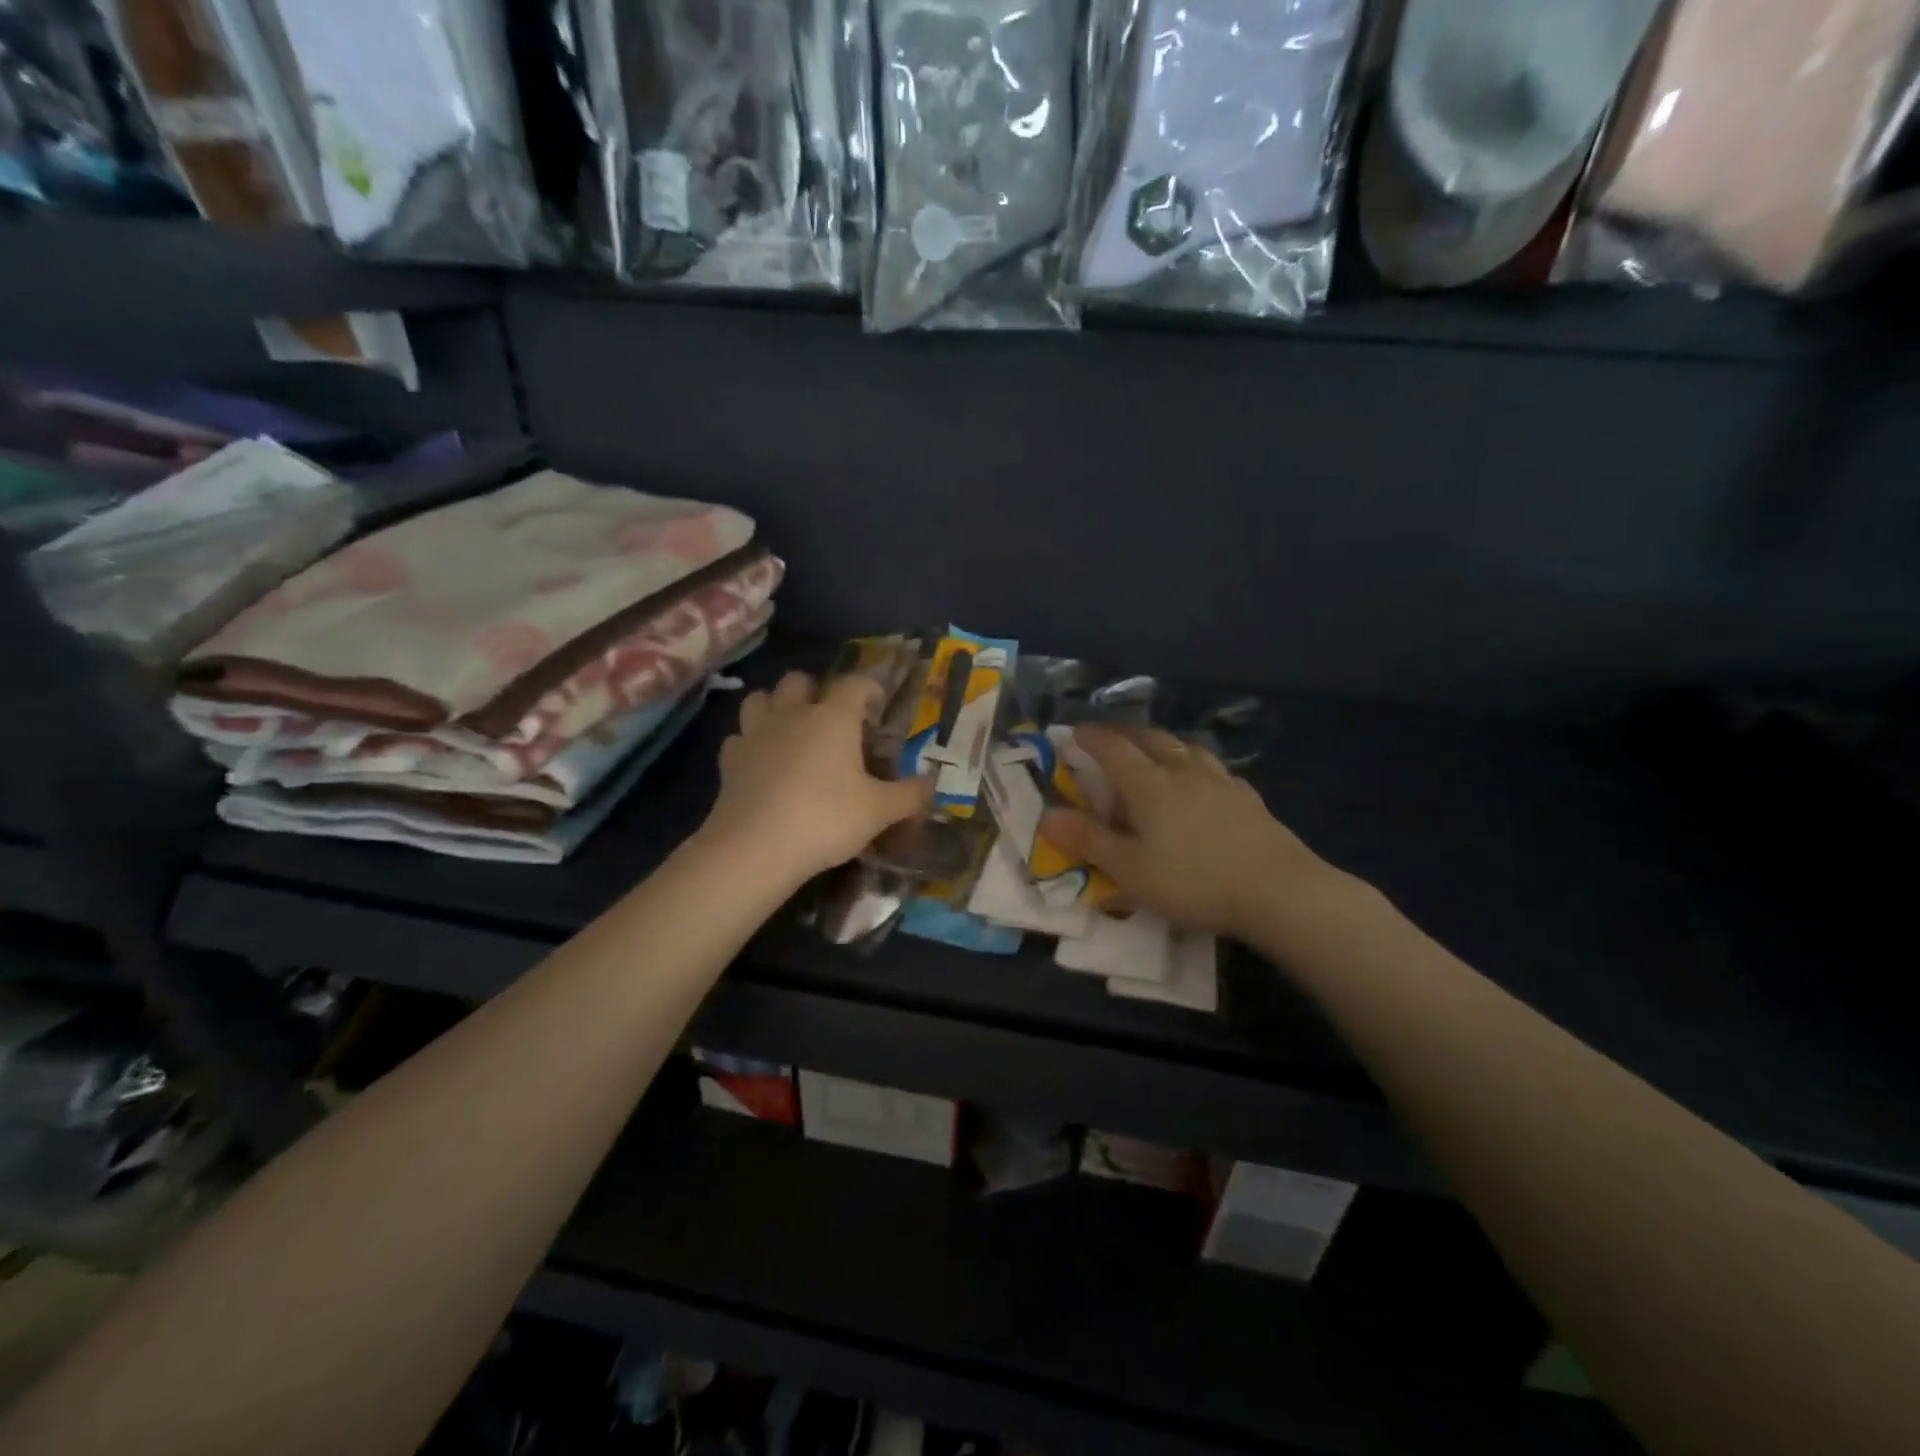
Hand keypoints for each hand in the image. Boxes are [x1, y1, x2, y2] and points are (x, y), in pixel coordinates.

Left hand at [702, 671, 933, 885]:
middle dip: (815, 689)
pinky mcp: (729, 760)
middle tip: (831, 715)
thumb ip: (910, 795)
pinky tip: (761, 760)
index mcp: (833, 718)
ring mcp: (755, 734)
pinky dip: (751, 742)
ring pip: (760, 699)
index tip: (878, 701)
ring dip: (775, 705)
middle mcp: (792, 715)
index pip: (854, 684)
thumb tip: (933, 784)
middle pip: (798, 681)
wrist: (755, 848)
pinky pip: (739, 737)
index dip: (869, 687)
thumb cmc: (826, 819)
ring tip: (790, 727)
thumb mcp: (880, 811)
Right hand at [1041, 725, 1350, 941]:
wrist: (1278, 890)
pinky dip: (1196, 765)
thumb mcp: (1130, 871)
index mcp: (1149, 786)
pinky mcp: (1248, 798)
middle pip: (1150, 739)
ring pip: (1186, 748)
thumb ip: (1088, 841)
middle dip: (1125, 733)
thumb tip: (1046, 816)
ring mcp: (1220, 782)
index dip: (1091, 737)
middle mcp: (1183, 772)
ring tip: (1155, 750)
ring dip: (1163, 743)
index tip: (1075, 731)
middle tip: (1109, 736)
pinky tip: (1203, 780)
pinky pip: (1214, 769)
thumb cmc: (1194, 882)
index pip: (1113, 749)